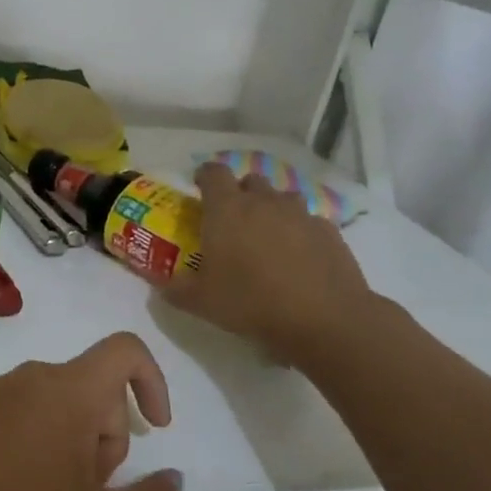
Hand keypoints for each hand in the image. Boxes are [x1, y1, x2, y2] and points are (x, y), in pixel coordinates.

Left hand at [0, 332, 180, 490]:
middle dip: (106, 437)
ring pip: (57, 406)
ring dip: (71, 446)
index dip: (154, 381)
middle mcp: (30, 377)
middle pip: (92, 389)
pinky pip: (21, 414)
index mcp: (67, 390)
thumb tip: (173, 478)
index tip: (157, 429)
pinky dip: (36, 444)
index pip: (125, 350)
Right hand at [165, 162, 377, 367]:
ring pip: (282, 198)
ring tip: (266, 238)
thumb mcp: (200, 302)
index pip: (213, 173)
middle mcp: (264, 201)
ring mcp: (300, 214)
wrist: (324, 318)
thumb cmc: (251, 302)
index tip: (199, 188)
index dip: (204, 176)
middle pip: (250, 180)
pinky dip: (299, 231)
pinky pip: (308, 221)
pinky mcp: (329, 231)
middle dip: (239, 194)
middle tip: (232, 221)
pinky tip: (298, 258)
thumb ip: (175, 289)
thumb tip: (161, 285)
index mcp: (227, 209)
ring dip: (271, 209)